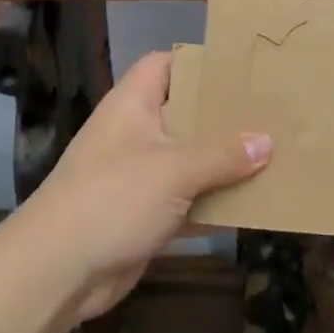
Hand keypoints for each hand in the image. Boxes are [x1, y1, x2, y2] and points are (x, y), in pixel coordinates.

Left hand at [18, 51, 270, 320]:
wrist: (58, 270)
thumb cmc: (113, 198)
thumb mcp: (173, 170)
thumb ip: (222, 155)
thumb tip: (267, 141)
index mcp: (132, 105)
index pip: (164, 64)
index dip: (199, 62)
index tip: (242, 69)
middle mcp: (135, 134)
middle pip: (184, 113)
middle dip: (223, 117)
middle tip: (271, 114)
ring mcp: (138, 176)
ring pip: (189, 161)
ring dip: (224, 164)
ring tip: (275, 156)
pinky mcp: (144, 214)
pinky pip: (187, 201)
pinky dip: (214, 204)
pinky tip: (253, 206)